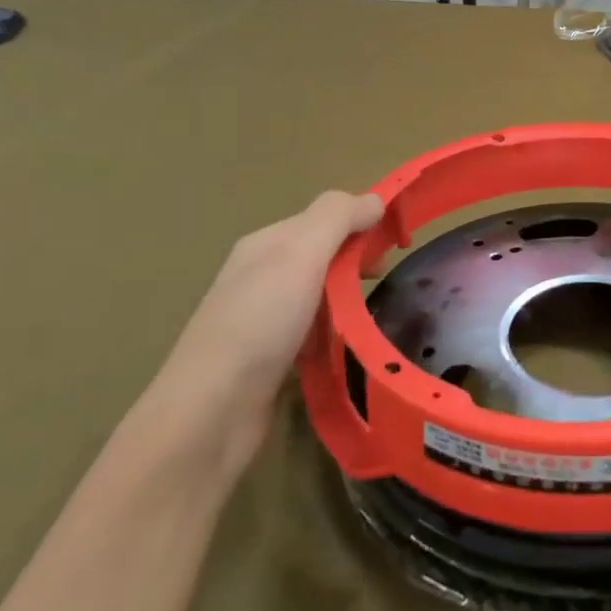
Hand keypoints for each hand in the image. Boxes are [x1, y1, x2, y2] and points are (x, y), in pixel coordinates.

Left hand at [133, 191, 383, 479]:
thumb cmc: (260, 323)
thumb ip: (337, 219)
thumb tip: (373, 199)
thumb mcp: (300, 255)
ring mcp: (262, 317)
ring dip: (346, 297)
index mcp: (266, 243)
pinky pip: (311, 331)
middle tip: (387, 275)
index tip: (398, 241)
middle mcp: (260, 274)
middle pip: (321, 253)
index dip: (361, 221)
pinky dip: (332, 332)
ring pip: (318, 294)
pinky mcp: (268, 357)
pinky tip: (346, 344)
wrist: (212, 411)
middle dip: (356, 259)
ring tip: (374, 310)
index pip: (323, 217)